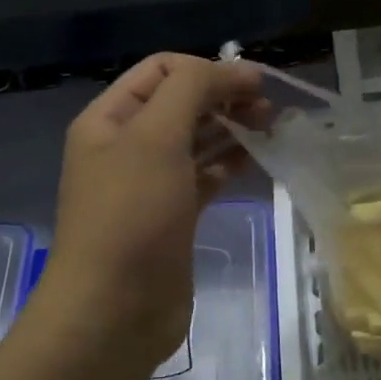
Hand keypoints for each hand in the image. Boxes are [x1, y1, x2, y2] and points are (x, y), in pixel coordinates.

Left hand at [34, 53, 264, 379]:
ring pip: (197, 140)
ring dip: (232, 127)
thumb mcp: (156, 138)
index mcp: (109, 120)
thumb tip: (237, 69)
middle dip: (224, 96)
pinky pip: (205, 176)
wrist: (114, 310)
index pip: (162, 71)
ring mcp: (150, 184)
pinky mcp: (173, 216)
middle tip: (268, 109)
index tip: (255, 83)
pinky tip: (257, 159)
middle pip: (181, 103)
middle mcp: (126, 147)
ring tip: (271, 128)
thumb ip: (193, 90)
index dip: (208, 69)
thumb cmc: (131, 216)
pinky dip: (230, 163)